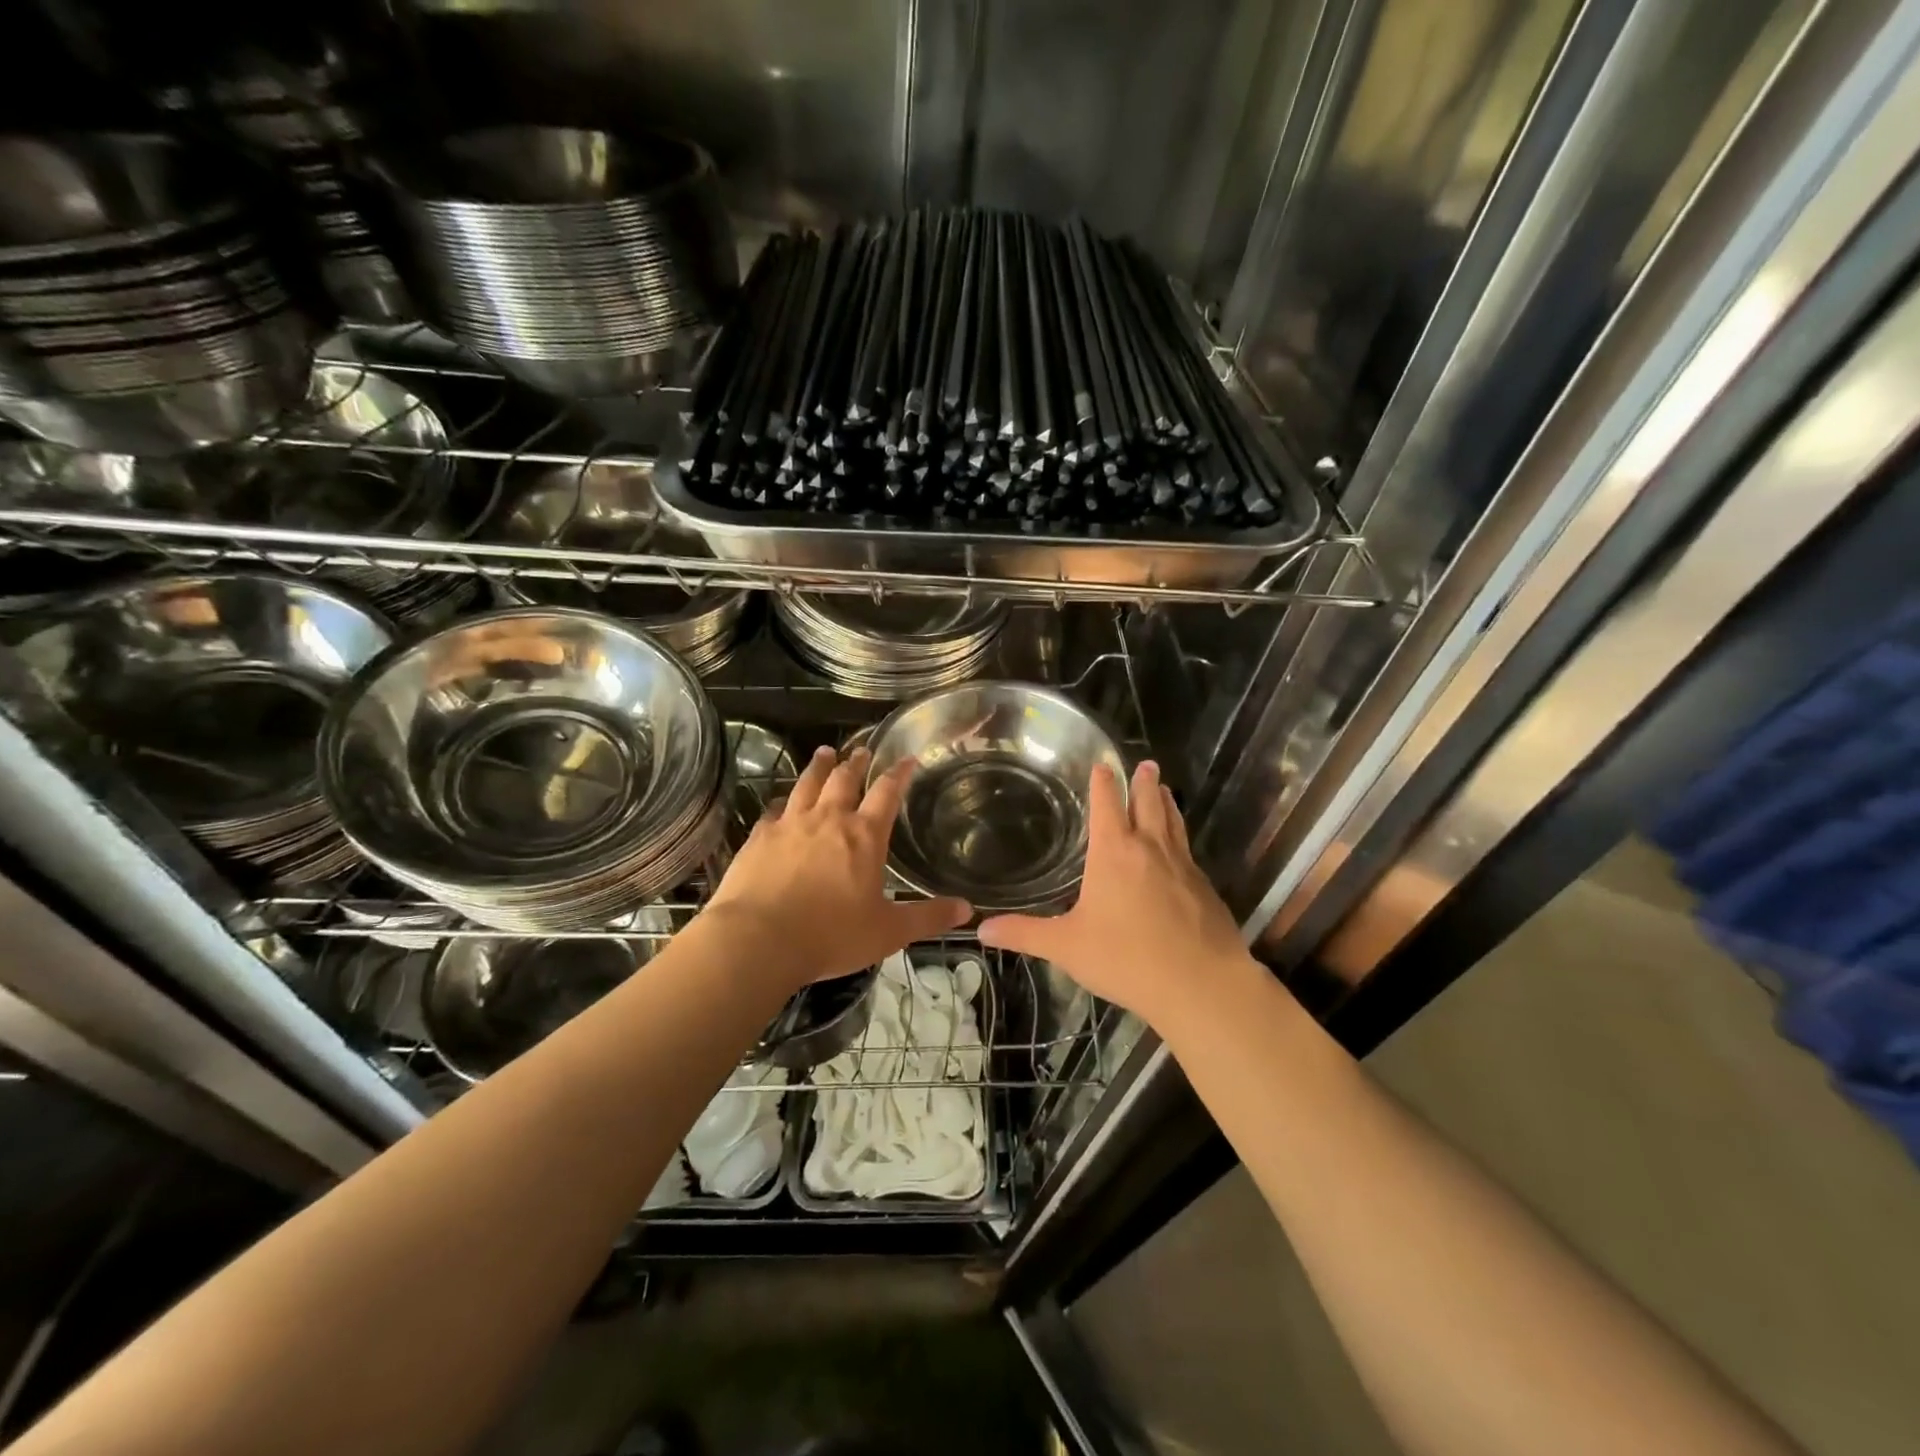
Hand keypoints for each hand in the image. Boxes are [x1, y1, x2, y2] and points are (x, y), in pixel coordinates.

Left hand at [701, 745, 970, 988]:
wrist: (758, 940)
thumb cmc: (831, 936)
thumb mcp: (888, 932)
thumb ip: (928, 918)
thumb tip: (967, 909)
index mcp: (864, 836)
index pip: (887, 793)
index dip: (899, 773)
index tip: (907, 758)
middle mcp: (828, 820)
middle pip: (844, 780)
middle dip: (856, 763)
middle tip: (861, 750)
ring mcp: (790, 825)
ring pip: (808, 784)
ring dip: (819, 767)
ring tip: (825, 753)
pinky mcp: (759, 837)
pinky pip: (774, 810)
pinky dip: (782, 801)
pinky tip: (781, 802)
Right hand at [977, 761, 1252, 1027]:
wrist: (1202, 985)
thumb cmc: (1126, 958)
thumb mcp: (1067, 947)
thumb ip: (1025, 934)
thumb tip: (982, 930)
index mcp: (1114, 852)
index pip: (1107, 804)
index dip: (1104, 783)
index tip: (1103, 765)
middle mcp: (1150, 849)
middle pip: (1148, 803)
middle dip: (1144, 782)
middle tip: (1146, 764)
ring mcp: (1183, 866)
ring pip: (1173, 823)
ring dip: (1166, 802)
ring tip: (1164, 789)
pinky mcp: (1205, 888)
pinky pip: (1189, 851)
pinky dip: (1181, 837)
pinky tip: (1181, 849)